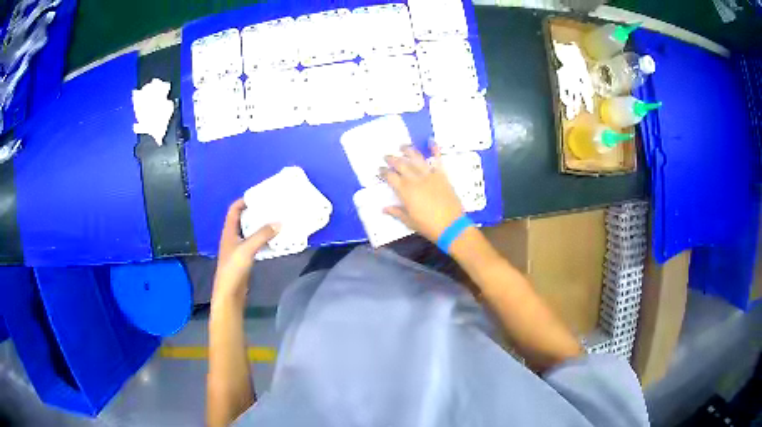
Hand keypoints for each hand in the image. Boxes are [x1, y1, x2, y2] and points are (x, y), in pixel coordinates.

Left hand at [212, 199, 279, 306]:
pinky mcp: (245, 259)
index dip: (244, 201)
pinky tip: (274, 240)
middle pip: (243, 219)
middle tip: (272, 207)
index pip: (234, 209)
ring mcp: (238, 249)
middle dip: (256, 213)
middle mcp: (233, 237)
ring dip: (261, 227)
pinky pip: (255, 244)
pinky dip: (264, 240)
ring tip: (276, 221)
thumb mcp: (247, 249)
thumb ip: (262, 235)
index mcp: (229, 231)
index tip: (260, 196)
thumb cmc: (233, 268)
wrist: (229, 293)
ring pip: (250, 232)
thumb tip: (279, 222)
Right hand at [381, 145, 463, 242]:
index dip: (384, 172)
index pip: (391, 177)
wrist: (451, 226)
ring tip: (402, 146)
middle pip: (401, 164)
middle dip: (392, 159)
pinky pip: (438, 159)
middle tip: (386, 156)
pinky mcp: (442, 175)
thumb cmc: (428, 226)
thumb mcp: (409, 221)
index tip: (380, 170)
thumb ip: (397, 212)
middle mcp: (415, 179)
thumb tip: (384, 208)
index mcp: (405, 191)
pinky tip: (431, 141)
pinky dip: (435, 149)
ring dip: (408, 150)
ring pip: (416, 158)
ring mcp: (430, 175)